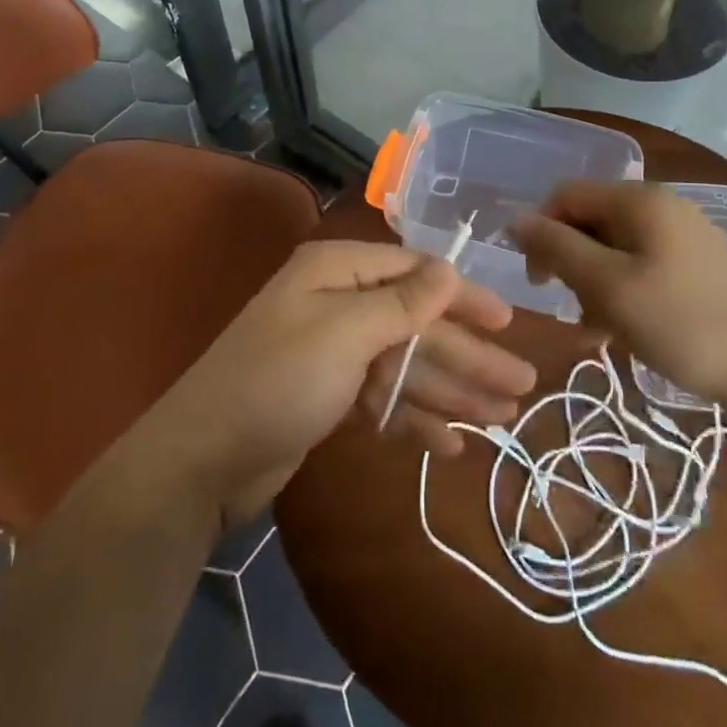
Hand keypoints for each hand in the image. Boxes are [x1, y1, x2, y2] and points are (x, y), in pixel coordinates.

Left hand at [143, 240, 534, 527]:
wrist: (203, 460)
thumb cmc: (278, 380)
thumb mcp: (345, 333)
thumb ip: (403, 302)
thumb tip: (449, 267)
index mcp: (337, 272)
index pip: (414, 272)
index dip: (462, 295)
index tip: (508, 319)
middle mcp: (339, 304)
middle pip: (418, 324)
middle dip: (469, 354)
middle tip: (524, 384)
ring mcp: (334, 353)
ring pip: (407, 365)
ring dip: (453, 390)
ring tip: (505, 417)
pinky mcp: (330, 397)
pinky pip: (385, 400)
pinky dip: (417, 418)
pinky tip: (454, 444)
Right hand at [509, 181, 726, 418]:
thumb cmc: (682, 325)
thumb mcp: (608, 286)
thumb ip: (557, 248)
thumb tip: (515, 219)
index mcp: (639, 200)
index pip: (566, 195)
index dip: (541, 230)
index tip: (537, 281)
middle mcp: (661, 205)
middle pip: (591, 219)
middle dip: (570, 261)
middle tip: (569, 307)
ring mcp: (684, 233)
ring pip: (615, 246)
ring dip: (595, 282)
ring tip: (597, 328)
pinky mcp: (700, 263)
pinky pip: (643, 263)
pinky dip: (624, 289)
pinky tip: (625, 329)